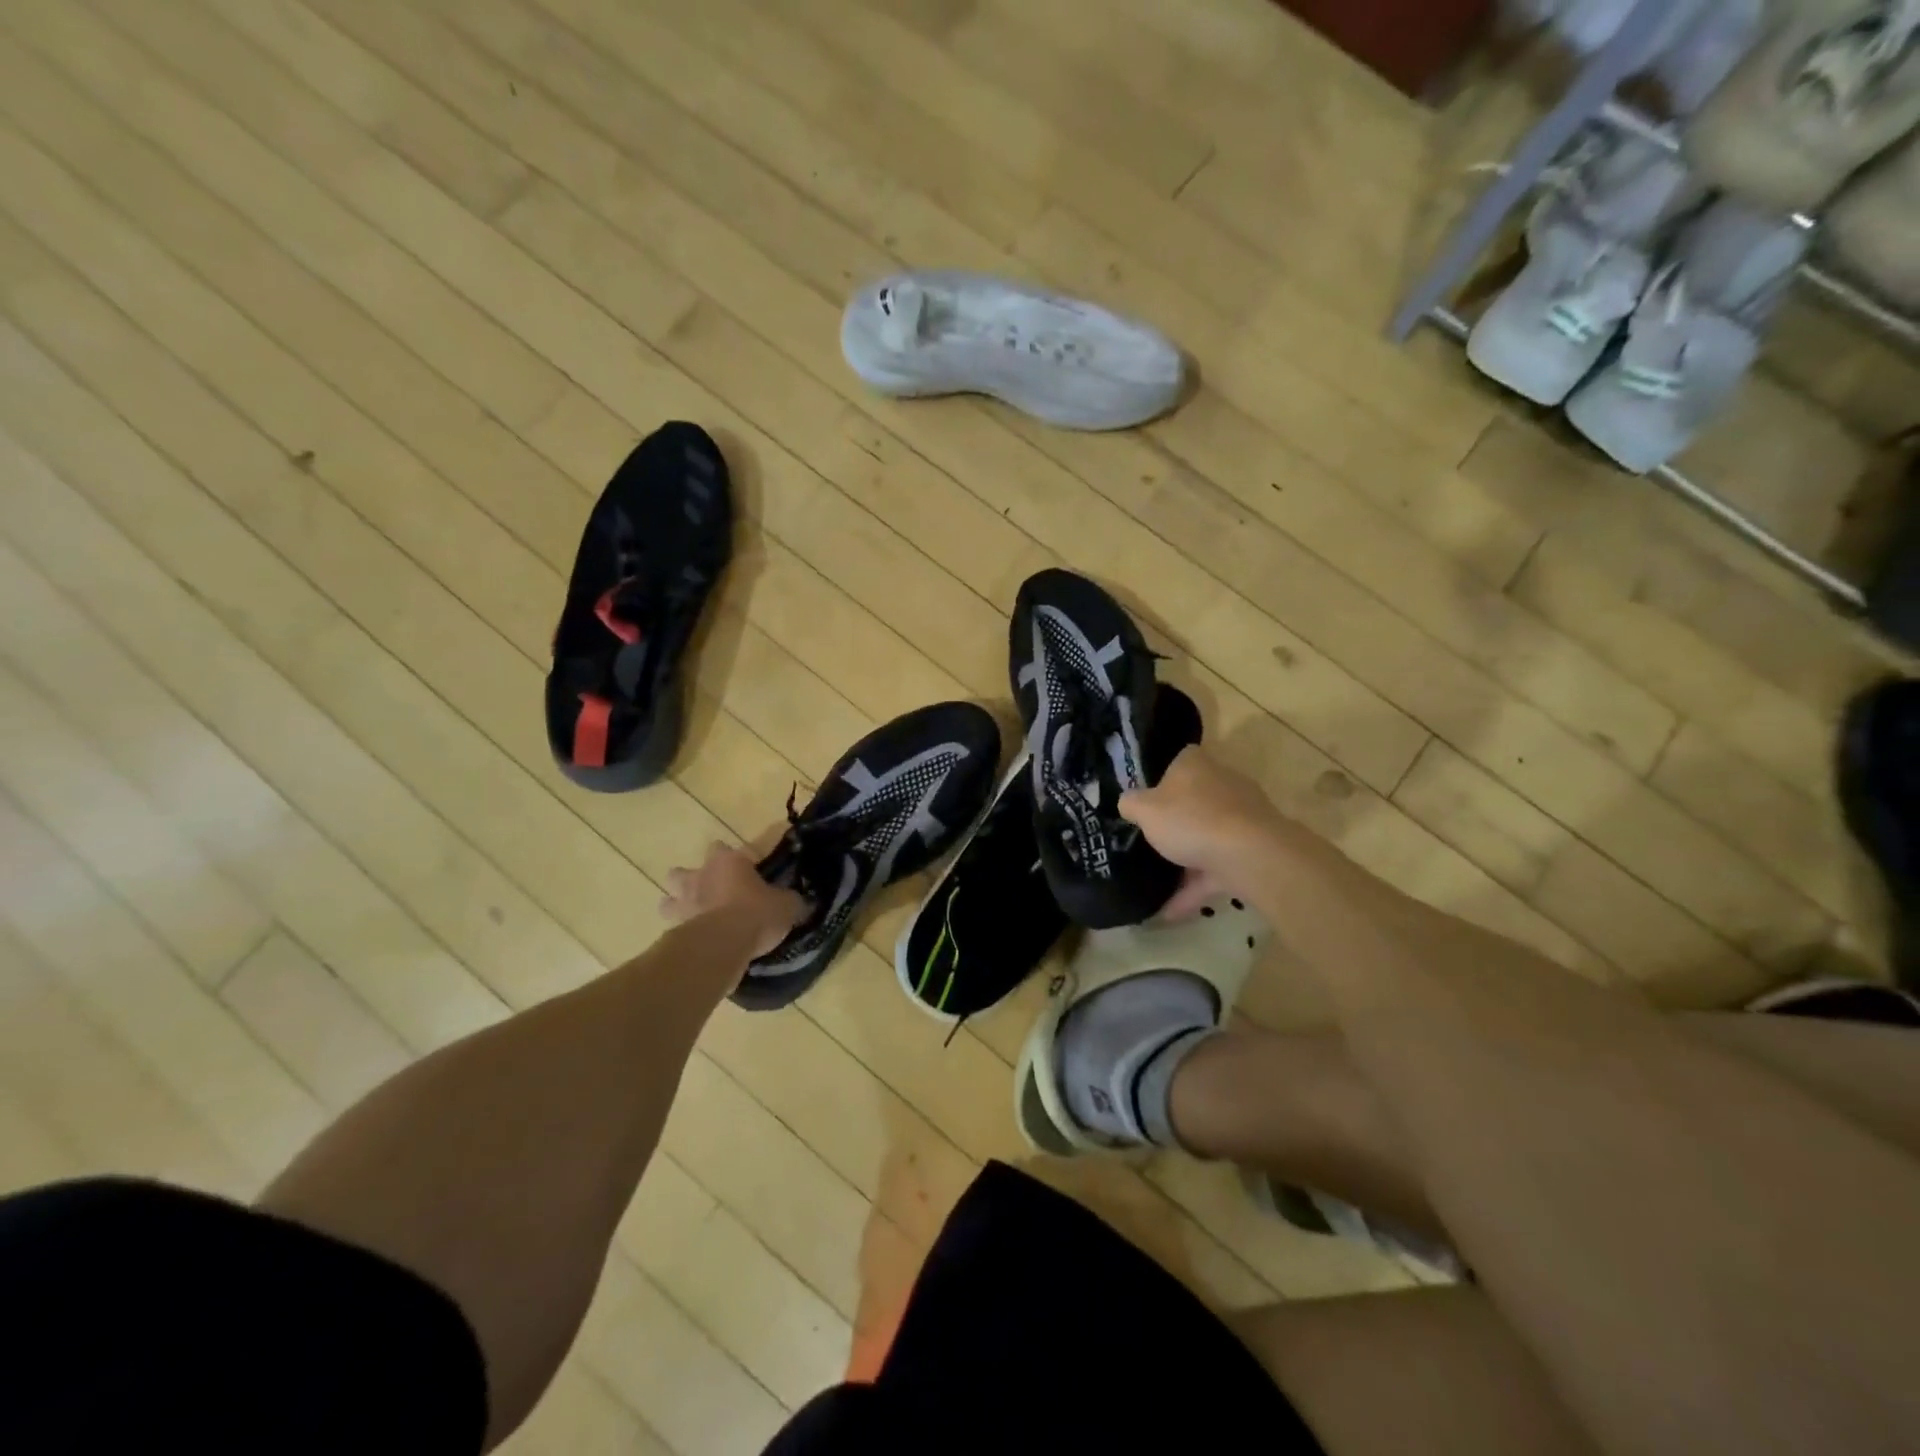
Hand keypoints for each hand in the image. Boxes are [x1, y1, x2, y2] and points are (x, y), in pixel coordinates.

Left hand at [662, 831, 808, 959]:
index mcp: (727, 862)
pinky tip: (698, 941)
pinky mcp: (674, 930)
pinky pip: (675, 928)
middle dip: (694, 879)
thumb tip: (799, 901)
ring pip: (669, 900)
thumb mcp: (786, 905)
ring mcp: (683, 903)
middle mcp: (700, 877)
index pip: (726, 847)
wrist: (722, 946)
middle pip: (683, 871)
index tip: (749, 870)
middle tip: (712, 892)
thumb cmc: (756, 914)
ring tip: (696, 917)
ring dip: (679, 906)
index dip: (737, 859)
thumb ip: (790, 900)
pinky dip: (683, 933)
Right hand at [1120, 748, 1284, 915]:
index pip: (1178, 761)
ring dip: (1186, 859)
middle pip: (1194, 800)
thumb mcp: (1145, 810)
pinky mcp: (1253, 849)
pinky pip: (1217, 867)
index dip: (1160, 779)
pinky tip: (1171, 911)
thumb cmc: (1191, 820)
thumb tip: (1128, 802)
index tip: (1144, 801)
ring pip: (1208, 835)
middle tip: (1149, 838)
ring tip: (1157, 882)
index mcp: (1196, 764)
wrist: (1251, 856)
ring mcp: (1242, 817)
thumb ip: (1131, 804)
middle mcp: (1222, 783)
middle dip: (1176, 820)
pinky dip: (1196, 887)